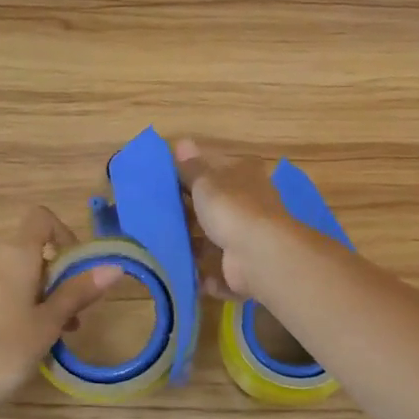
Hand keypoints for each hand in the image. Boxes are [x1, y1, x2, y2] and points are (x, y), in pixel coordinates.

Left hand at [0, 207, 119, 414]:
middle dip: (55, 281)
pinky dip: (13, 311)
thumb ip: (78, 291)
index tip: (77, 269)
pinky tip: (18, 347)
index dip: (64, 234)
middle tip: (72, 320)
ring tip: (49, 340)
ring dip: (36, 300)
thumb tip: (113, 266)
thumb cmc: (6, 351)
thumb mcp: (49, 322)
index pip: (40, 218)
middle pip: (29, 255)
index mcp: (13, 257)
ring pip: (12, 281)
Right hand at [172, 138, 293, 299]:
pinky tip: (186, 274)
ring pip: (218, 242)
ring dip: (197, 247)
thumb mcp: (206, 182)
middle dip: (193, 215)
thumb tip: (182, 142)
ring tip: (165, 247)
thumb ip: (191, 168)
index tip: (170, 182)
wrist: (258, 256)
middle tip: (160, 217)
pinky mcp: (246, 270)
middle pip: (218, 208)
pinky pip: (222, 272)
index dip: (197, 175)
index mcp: (245, 178)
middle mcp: (252, 206)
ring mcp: (250, 240)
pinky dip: (207, 276)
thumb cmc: (231, 209)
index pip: (220, 170)